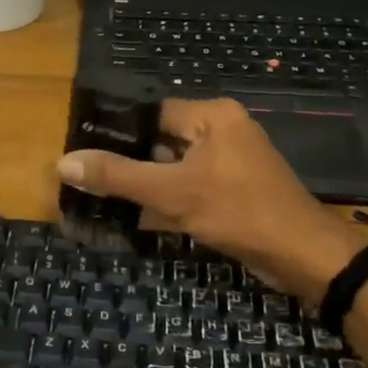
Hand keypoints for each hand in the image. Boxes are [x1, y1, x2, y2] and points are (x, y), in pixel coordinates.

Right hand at [57, 98, 359, 301]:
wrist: (303, 255)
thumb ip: (118, 176)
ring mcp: (233, 158)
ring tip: (106, 192)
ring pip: (177, 162)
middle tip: (89, 175)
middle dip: (131, 158)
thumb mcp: (172, 193)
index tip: (83, 148)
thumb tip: (64, 162)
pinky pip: (194, 181)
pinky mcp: (237, 185)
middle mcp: (224, 128)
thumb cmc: (238, 212)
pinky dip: (172, 194)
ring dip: (150, 179)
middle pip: (163, 137)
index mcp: (212, 115)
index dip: (117, 131)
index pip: (151, 112)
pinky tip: (142, 211)